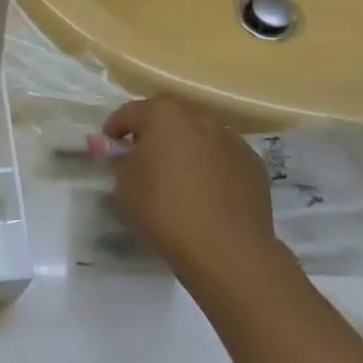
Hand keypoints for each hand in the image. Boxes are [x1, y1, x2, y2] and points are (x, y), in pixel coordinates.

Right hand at [103, 95, 280, 283]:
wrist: (226, 249)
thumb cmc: (165, 211)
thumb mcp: (124, 186)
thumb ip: (121, 161)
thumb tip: (127, 154)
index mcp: (164, 115)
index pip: (129, 112)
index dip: (115, 127)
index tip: (109, 144)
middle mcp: (200, 117)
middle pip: (169, 116)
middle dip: (153, 130)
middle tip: (142, 154)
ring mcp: (231, 139)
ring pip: (199, 134)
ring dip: (184, 145)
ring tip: (177, 173)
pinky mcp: (253, 163)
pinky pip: (222, 156)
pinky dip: (210, 164)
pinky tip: (205, 190)